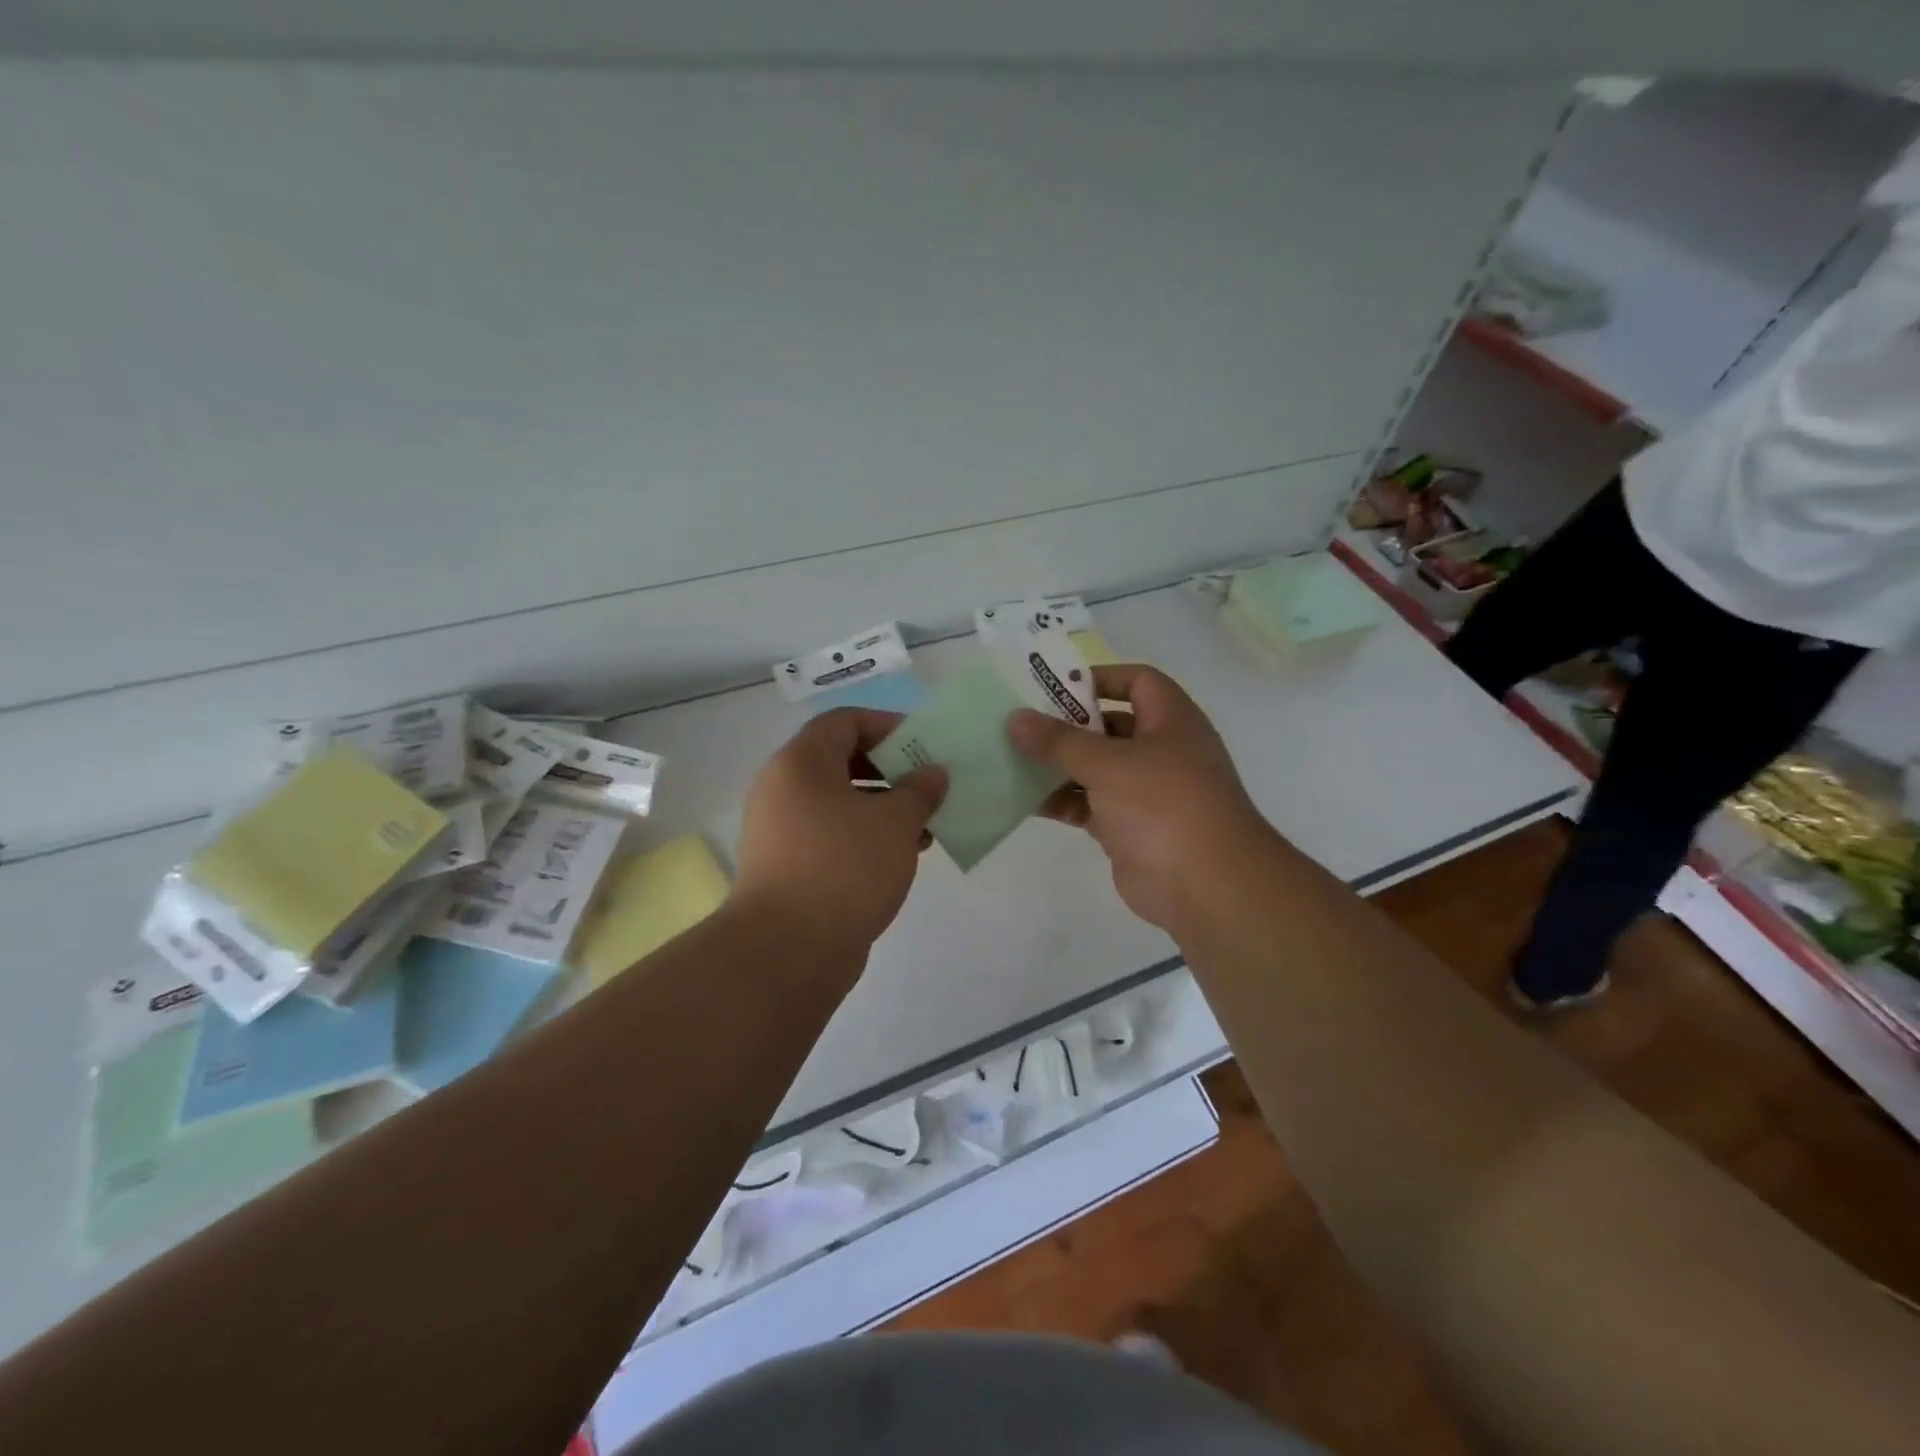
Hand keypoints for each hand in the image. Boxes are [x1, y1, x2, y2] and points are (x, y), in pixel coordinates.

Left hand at [734, 707, 947, 959]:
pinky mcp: (786, 866)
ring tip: (924, 827)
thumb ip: (920, 790)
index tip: (923, 745)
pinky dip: (864, 837)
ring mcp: (780, 830)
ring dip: (882, 808)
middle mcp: (782, 788)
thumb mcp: (895, 822)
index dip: (887, 725)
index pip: (845, 721)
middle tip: (928, 785)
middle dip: (890, 770)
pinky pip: (830, 835)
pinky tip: (900, 856)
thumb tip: (932, 773)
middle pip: (840, 760)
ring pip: (838, 802)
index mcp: (801, 762)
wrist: (788, 950)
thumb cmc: (845, 867)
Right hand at [1008, 664, 1275, 935]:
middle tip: (1021, 723)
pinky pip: (1090, 805)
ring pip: (1096, 768)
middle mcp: (1161, 750)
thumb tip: (1015, 718)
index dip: (1100, 678)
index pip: (1138, 681)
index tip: (1055, 686)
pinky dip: (1063, 801)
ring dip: (1059, 765)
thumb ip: (1059, 741)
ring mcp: (1146, 792)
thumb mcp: (1108, 764)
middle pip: (1110, 725)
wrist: (1205, 886)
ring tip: (1014, 759)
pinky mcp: (1129, 828)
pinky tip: (1026, 800)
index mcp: (1171, 721)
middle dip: (1067, 725)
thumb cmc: (1163, 805)